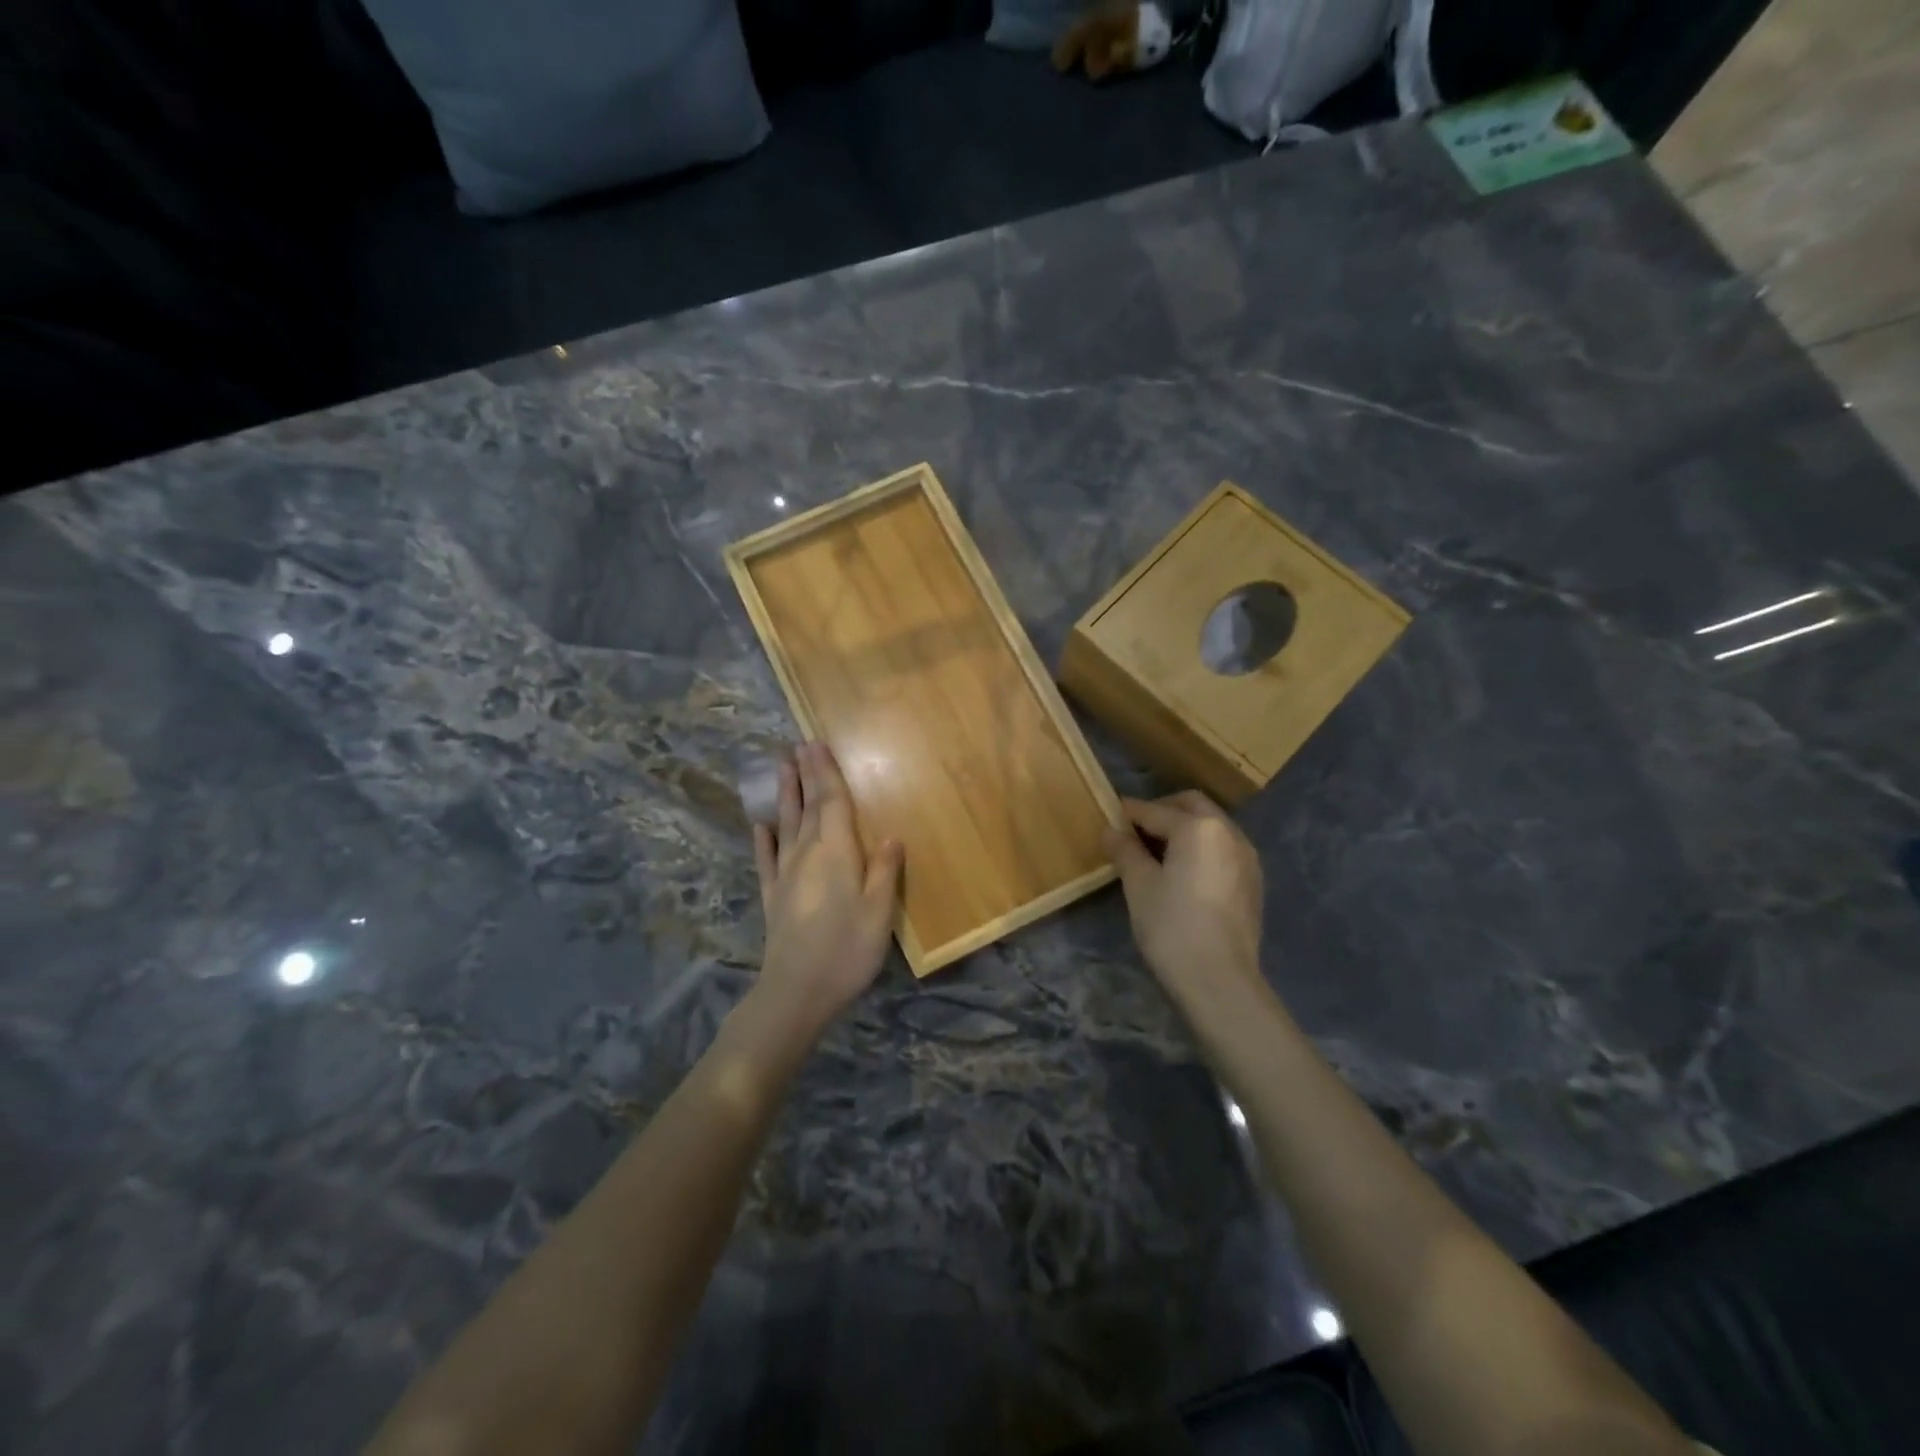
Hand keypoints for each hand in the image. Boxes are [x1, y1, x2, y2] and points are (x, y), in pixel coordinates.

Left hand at [751, 742, 903, 1031]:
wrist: (796, 991)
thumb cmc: (847, 949)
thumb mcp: (879, 912)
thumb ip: (884, 871)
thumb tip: (891, 836)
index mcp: (836, 852)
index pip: (831, 802)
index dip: (826, 773)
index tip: (817, 744)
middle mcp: (806, 854)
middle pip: (807, 806)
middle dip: (805, 774)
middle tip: (799, 744)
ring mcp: (786, 874)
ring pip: (785, 824)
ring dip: (784, 795)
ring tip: (780, 767)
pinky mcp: (773, 896)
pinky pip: (767, 858)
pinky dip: (763, 838)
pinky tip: (760, 825)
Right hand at [1105, 792, 1265, 1011]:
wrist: (1220, 980)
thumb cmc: (1172, 925)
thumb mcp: (1139, 885)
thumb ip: (1125, 851)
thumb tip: (1111, 830)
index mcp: (1198, 827)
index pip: (1155, 811)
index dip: (1128, 813)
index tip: (1109, 817)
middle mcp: (1228, 832)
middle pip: (1191, 806)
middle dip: (1161, 811)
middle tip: (1134, 831)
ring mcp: (1246, 857)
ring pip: (1211, 826)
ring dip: (1184, 829)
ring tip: (1156, 853)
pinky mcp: (1253, 881)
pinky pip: (1222, 849)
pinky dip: (1201, 848)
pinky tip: (1183, 873)